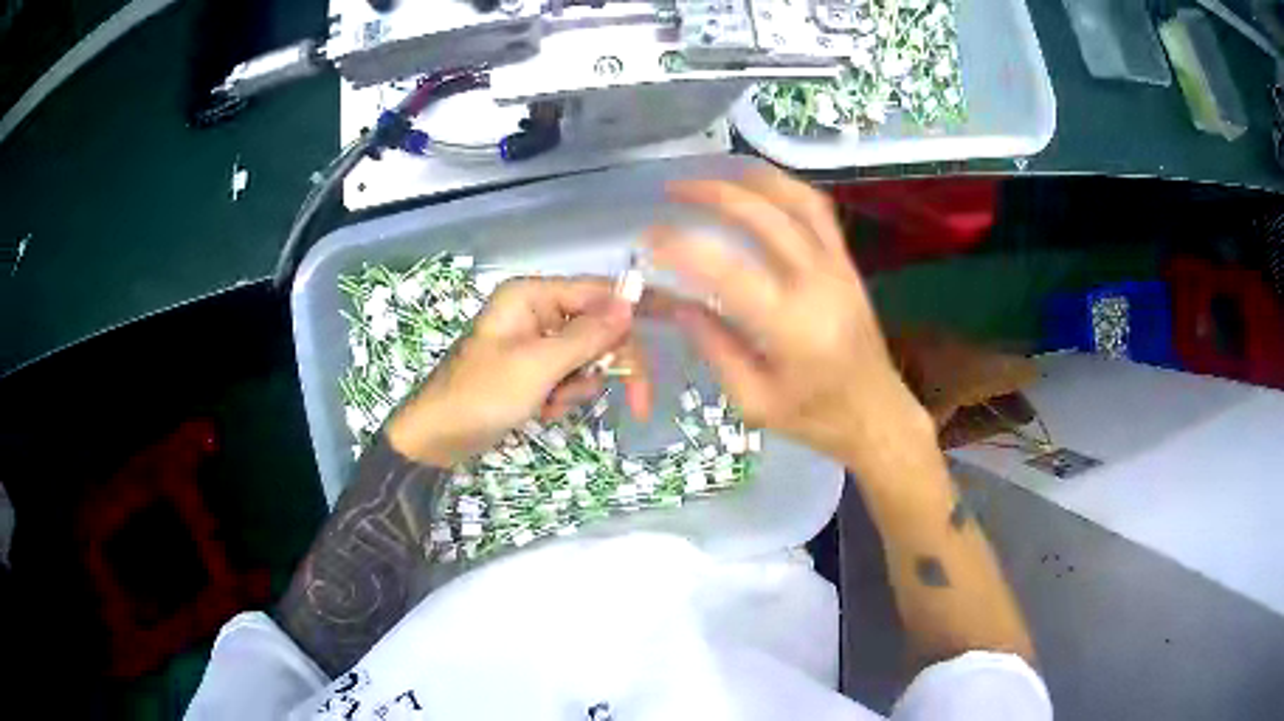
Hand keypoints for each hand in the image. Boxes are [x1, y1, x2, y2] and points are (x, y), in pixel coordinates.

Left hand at [387, 277, 651, 466]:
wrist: (436, 438)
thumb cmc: (481, 395)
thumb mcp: (538, 365)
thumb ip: (587, 335)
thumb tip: (631, 301)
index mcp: (532, 295)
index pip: (599, 294)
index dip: (630, 319)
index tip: (664, 345)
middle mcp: (536, 311)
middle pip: (597, 328)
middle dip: (606, 366)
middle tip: (639, 402)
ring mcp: (533, 341)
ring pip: (586, 357)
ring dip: (578, 386)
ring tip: (550, 403)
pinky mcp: (531, 368)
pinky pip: (566, 376)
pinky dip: (562, 396)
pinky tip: (541, 410)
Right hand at [647, 168, 932, 474]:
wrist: (877, 415)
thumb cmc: (814, 418)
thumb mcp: (754, 401)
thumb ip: (715, 348)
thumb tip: (679, 304)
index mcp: (790, 326)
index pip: (726, 269)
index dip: (681, 247)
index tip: (649, 240)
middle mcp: (817, 283)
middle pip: (763, 217)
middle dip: (712, 194)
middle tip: (672, 191)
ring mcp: (837, 267)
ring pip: (797, 200)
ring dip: (751, 179)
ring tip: (713, 174)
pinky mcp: (847, 264)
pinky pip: (818, 211)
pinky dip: (786, 189)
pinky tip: (759, 186)